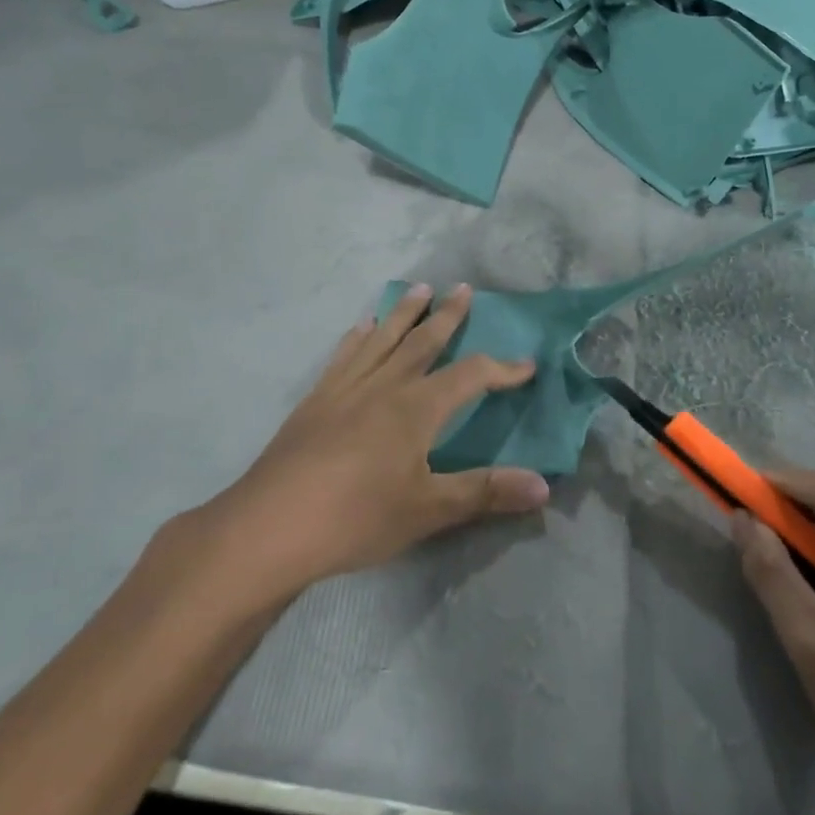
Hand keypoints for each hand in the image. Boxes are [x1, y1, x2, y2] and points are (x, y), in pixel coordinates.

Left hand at [211, 284, 548, 595]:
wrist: (270, 527)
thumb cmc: (356, 518)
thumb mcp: (428, 511)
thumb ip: (485, 492)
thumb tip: (544, 485)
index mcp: (416, 408)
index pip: (470, 376)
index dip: (501, 369)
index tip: (526, 364)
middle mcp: (384, 386)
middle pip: (423, 342)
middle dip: (447, 316)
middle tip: (462, 288)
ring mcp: (345, 389)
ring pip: (382, 339)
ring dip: (403, 313)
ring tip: (418, 289)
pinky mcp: (316, 400)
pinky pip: (343, 356)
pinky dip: (357, 337)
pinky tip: (361, 326)